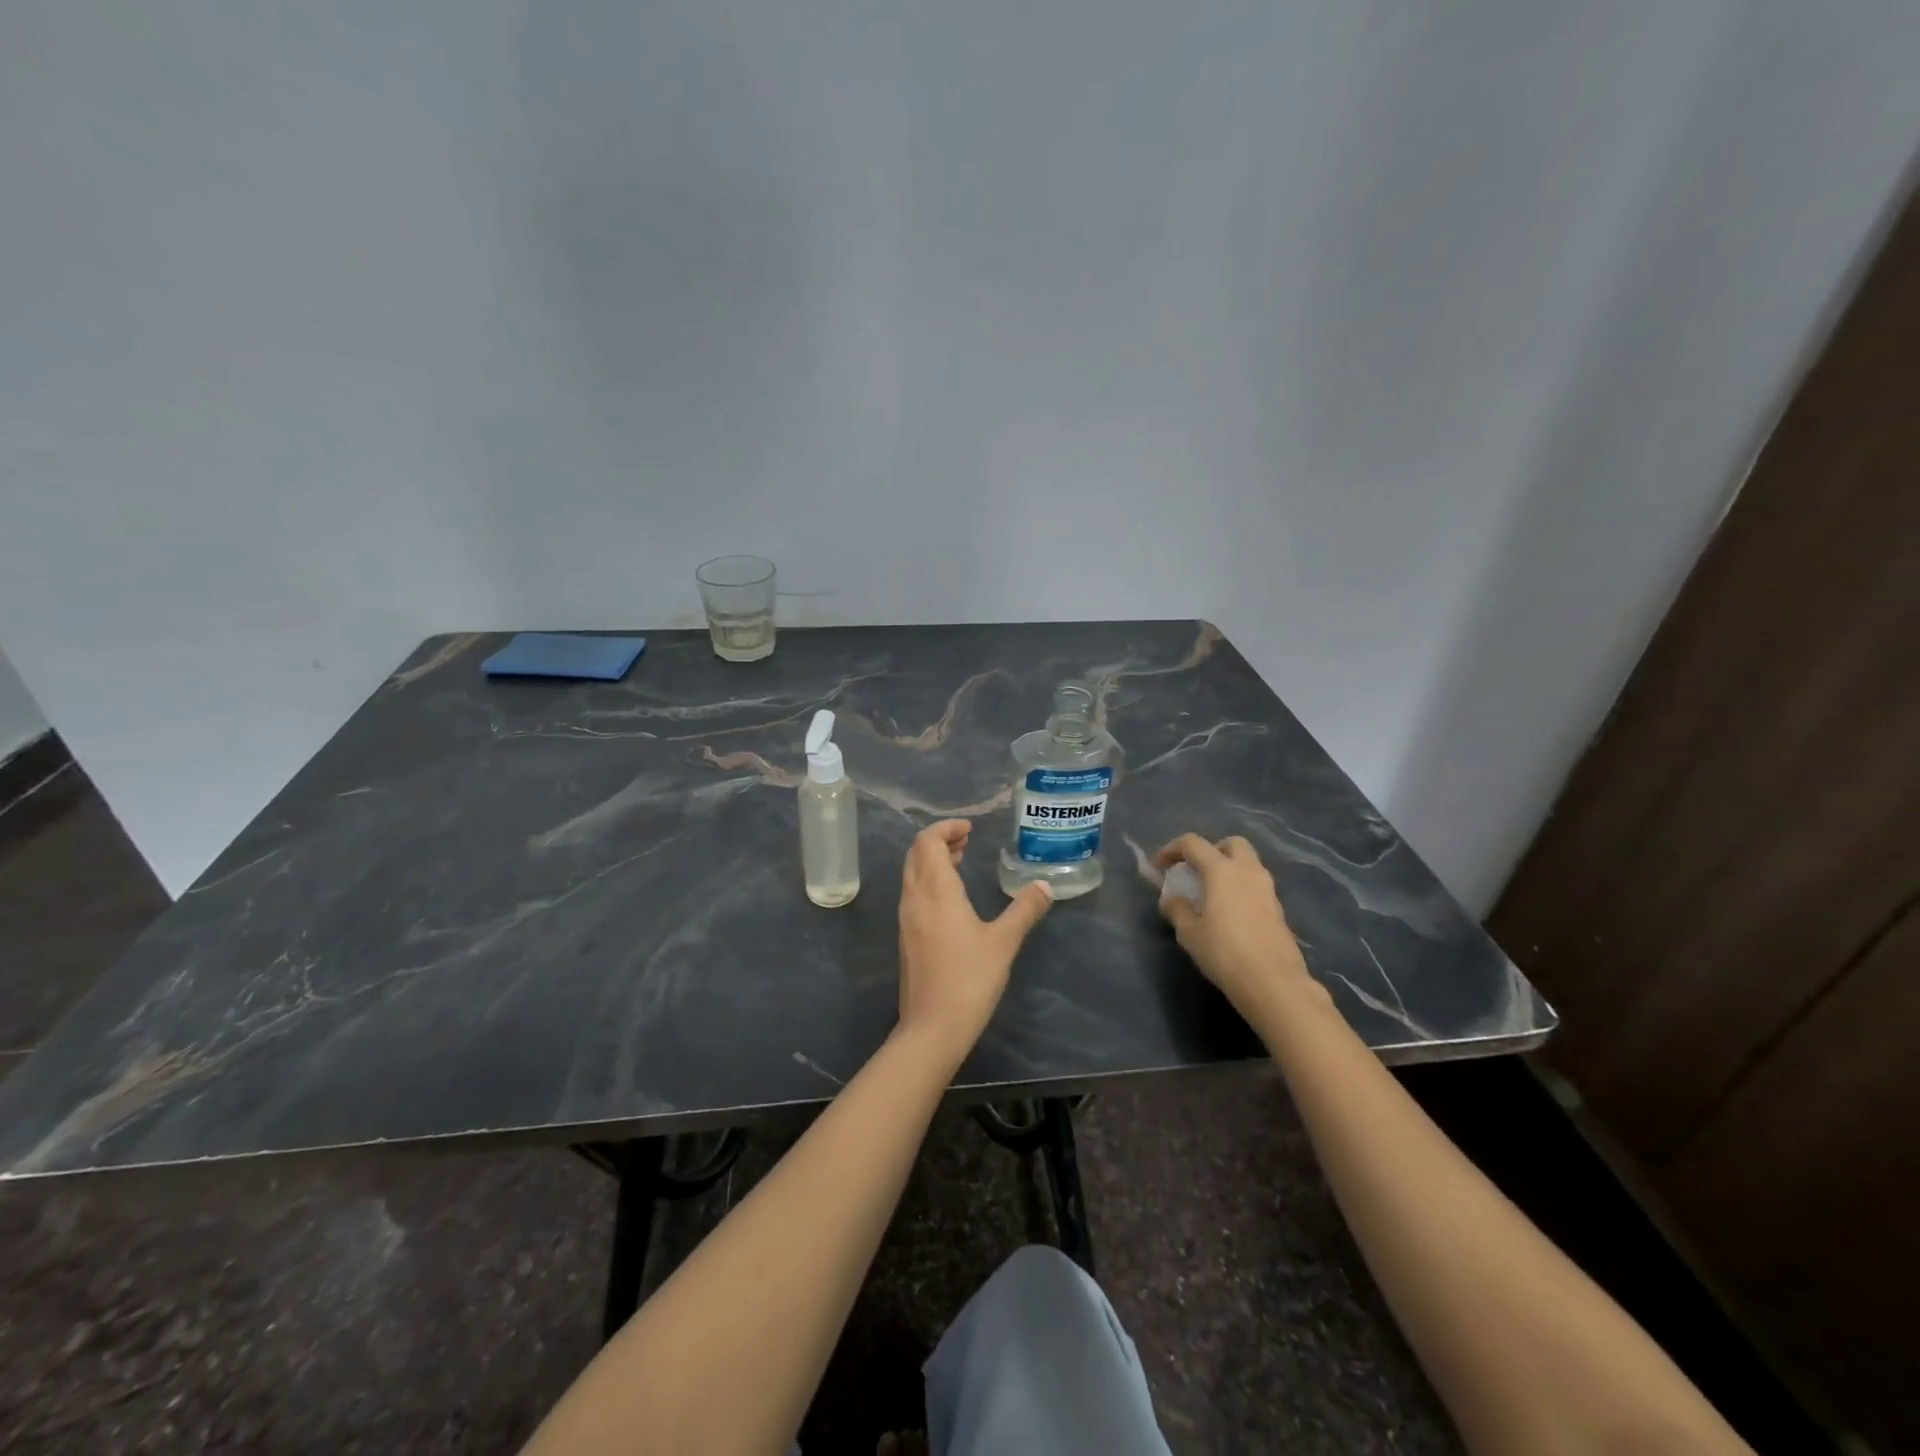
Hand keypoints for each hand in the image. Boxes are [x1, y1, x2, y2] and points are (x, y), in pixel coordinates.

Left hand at [896, 820, 1051, 1061]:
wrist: (932, 1028)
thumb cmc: (969, 979)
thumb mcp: (1004, 942)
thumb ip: (1024, 910)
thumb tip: (1044, 885)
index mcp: (935, 891)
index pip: (928, 842)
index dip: (946, 828)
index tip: (970, 829)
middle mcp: (914, 899)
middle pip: (916, 854)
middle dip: (939, 841)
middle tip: (967, 841)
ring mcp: (906, 919)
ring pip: (913, 874)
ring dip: (933, 861)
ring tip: (961, 861)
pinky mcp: (907, 938)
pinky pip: (914, 894)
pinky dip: (930, 881)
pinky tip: (952, 898)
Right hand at [1156, 833, 1311, 1020]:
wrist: (1273, 983)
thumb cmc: (1224, 953)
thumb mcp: (1189, 933)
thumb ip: (1177, 909)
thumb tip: (1172, 899)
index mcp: (1221, 871)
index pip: (1193, 843)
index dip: (1171, 849)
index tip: (1158, 866)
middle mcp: (1247, 871)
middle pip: (1231, 843)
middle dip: (1211, 850)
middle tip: (1196, 870)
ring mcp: (1267, 889)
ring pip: (1248, 863)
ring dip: (1228, 868)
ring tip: (1211, 893)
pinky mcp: (1278, 909)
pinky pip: (1256, 885)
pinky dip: (1241, 887)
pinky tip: (1230, 912)